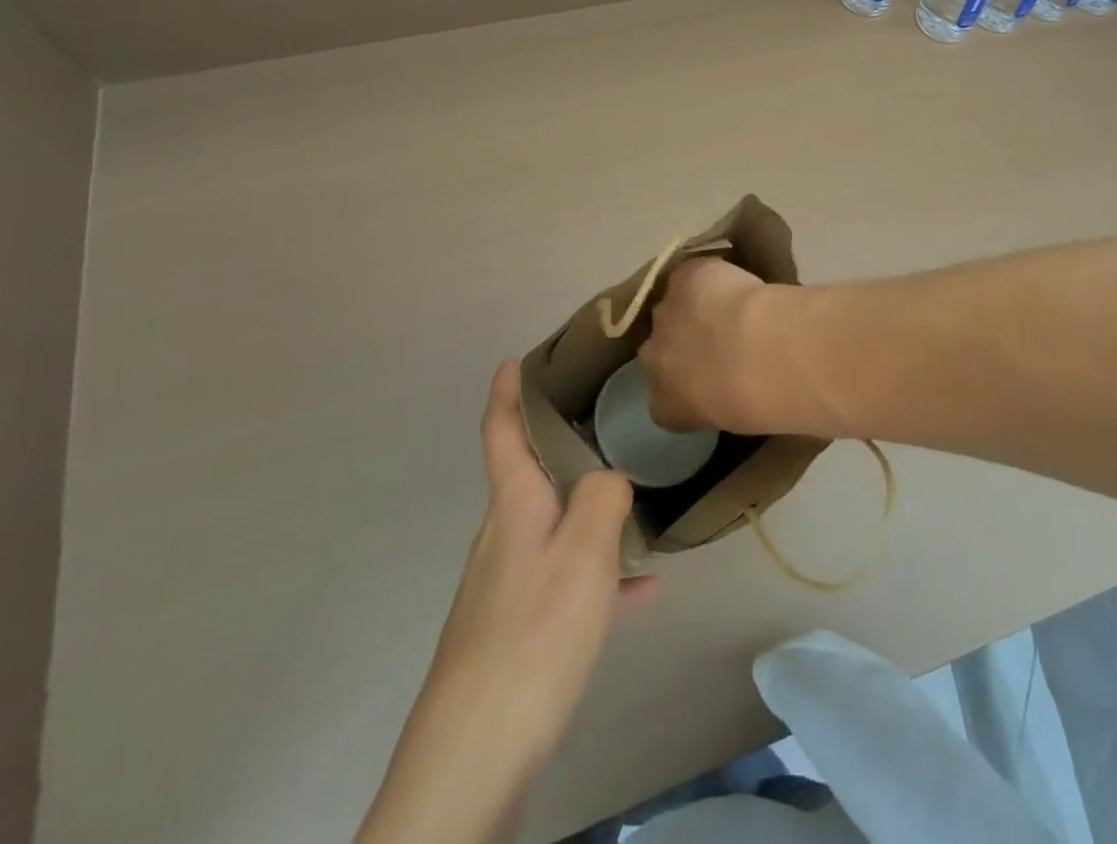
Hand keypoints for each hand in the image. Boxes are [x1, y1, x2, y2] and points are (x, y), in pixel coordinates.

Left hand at [357, 361, 657, 843]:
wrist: (474, 758)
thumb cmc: (532, 636)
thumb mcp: (584, 554)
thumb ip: (603, 498)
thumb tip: (609, 475)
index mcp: (513, 507)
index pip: (501, 431)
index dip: (506, 391)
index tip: (514, 358)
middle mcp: (503, 537)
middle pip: (528, 474)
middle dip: (557, 442)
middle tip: (601, 416)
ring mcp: (505, 585)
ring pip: (553, 525)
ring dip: (588, 508)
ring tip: (637, 497)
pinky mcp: (516, 630)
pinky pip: (564, 580)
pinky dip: (598, 573)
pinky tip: (642, 589)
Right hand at [641, 257, 769, 433]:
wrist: (760, 353)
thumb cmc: (756, 400)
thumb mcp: (732, 417)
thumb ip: (718, 400)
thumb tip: (729, 386)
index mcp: (664, 404)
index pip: (662, 396)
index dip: (683, 380)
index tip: (708, 375)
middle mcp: (653, 357)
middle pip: (659, 345)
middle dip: (682, 340)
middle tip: (720, 337)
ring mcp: (664, 313)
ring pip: (674, 305)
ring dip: (694, 306)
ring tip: (730, 305)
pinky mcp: (682, 278)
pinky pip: (691, 275)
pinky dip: (708, 276)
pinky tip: (731, 279)